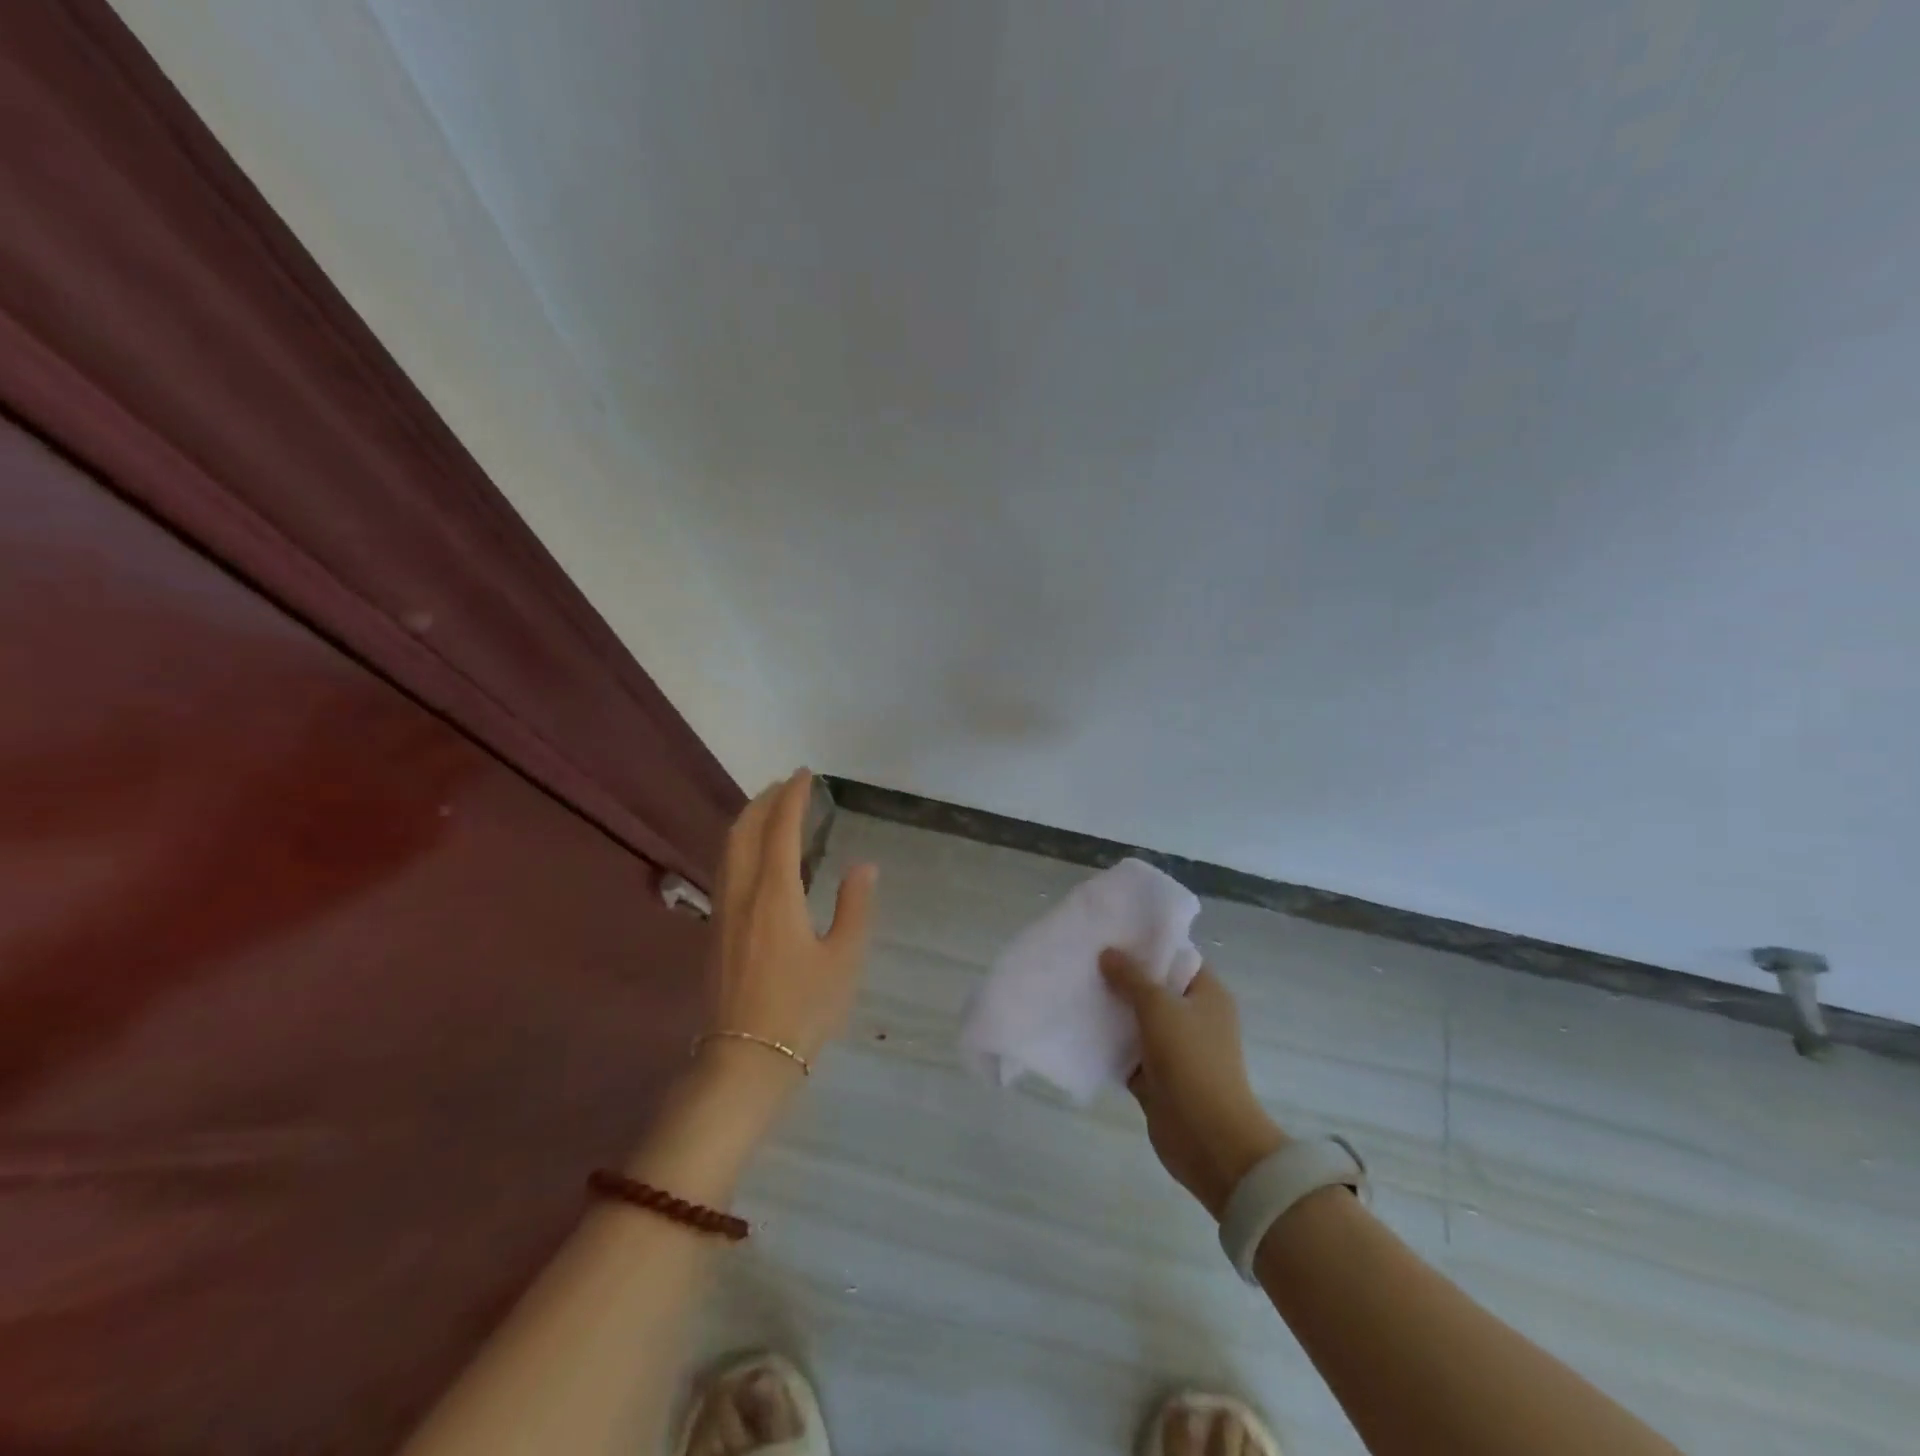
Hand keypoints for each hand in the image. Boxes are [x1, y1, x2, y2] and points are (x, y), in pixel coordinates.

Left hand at [708, 769, 877, 1086]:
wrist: (745, 1059)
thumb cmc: (802, 1009)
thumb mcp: (843, 959)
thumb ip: (854, 906)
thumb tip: (864, 865)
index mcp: (775, 894)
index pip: (780, 828)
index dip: (792, 797)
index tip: (804, 774)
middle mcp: (742, 892)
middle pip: (744, 830)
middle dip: (763, 800)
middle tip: (786, 785)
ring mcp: (723, 911)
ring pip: (728, 849)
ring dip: (747, 820)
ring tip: (769, 810)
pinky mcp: (715, 930)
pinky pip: (725, 868)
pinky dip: (740, 845)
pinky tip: (755, 857)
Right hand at [1100, 949, 1287, 1218]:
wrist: (1208, 1138)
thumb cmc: (1191, 1060)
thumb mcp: (1159, 1007)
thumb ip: (1132, 978)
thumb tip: (1108, 952)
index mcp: (1206, 994)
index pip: (1175, 957)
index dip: (1146, 945)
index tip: (1110, 934)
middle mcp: (1193, 1017)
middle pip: (1152, 988)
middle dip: (1121, 976)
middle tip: (1084, 957)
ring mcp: (1174, 1049)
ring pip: (1136, 1020)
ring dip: (1111, 1010)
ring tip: (1075, 986)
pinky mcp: (1156, 1077)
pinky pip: (1127, 1052)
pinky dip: (1107, 1043)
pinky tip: (1078, 1027)